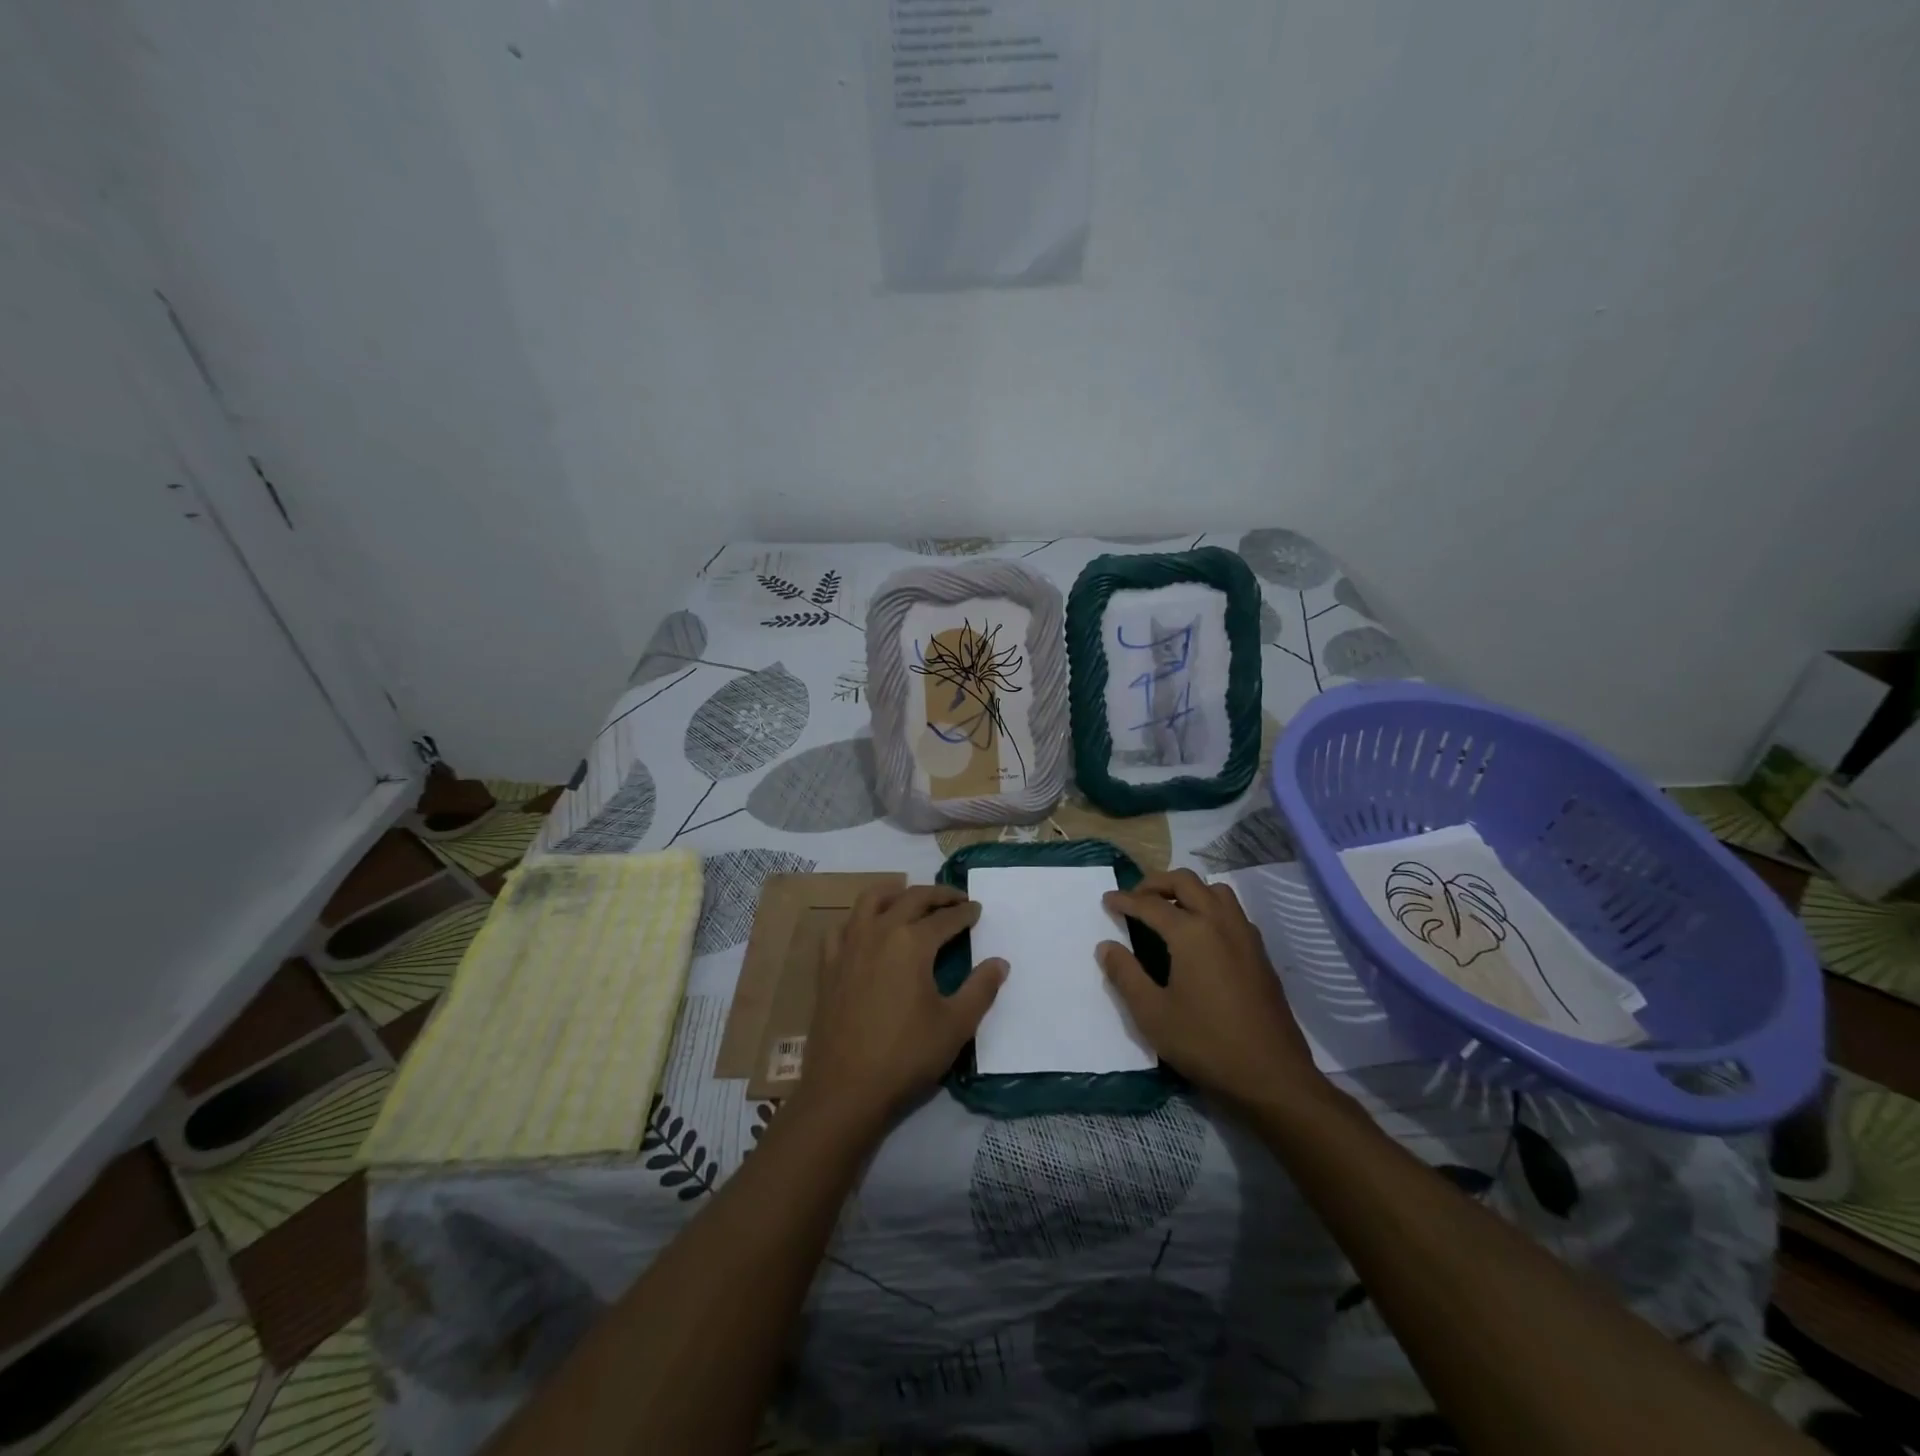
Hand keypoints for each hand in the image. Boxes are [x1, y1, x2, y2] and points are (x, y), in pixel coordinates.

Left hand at [800, 884, 1006, 1126]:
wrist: (845, 1088)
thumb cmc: (906, 1055)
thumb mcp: (955, 1025)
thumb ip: (981, 989)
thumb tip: (1000, 962)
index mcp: (912, 942)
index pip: (945, 918)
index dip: (965, 913)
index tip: (977, 909)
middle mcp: (879, 932)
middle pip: (911, 898)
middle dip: (937, 894)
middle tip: (955, 899)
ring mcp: (849, 946)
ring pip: (871, 900)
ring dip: (895, 893)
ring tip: (909, 896)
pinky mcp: (828, 965)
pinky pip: (842, 928)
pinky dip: (858, 919)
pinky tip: (866, 929)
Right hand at [1100, 869, 1325, 1111]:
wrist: (1272, 1077)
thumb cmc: (1206, 1044)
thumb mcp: (1152, 1014)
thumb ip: (1126, 975)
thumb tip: (1107, 947)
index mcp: (1191, 932)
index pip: (1150, 904)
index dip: (1125, 900)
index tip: (1107, 900)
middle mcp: (1220, 922)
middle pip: (1186, 882)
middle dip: (1156, 883)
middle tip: (1136, 898)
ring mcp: (1245, 935)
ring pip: (1215, 891)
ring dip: (1188, 890)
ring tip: (1169, 910)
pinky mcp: (1260, 953)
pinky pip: (1232, 912)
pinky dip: (1210, 907)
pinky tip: (1201, 935)